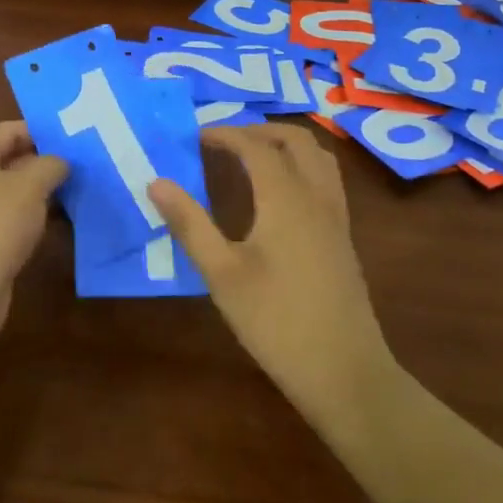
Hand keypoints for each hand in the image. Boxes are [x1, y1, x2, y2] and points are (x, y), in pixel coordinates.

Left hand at [0, 121, 67, 346]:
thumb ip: (50, 165)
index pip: (8, 130)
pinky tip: (62, 219)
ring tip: (81, 187)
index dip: (41, 130)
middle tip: (84, 161)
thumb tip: (62, 161)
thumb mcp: (28, 187)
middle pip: (11, 158)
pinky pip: (11, 217)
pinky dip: (34, 215)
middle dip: (46, 160)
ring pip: (13, 190)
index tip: (75, 136)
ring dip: (43, 190)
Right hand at [149, 124, 395, 423]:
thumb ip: (190, 224)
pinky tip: (281, 194)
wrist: (345, 372)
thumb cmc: (277, 322)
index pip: (255, 146)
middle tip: (225, 141)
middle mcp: (316, 196)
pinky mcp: (343, 238)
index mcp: (286, 198)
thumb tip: (156, 182)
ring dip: (286, 144)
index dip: (225, 134)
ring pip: (318, 156)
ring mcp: (336, 217)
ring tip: (253, 156)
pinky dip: (302, 165)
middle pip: (295, 140)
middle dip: (259, 130)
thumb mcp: (222, 274)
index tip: (196, 136)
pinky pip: (326, 179)